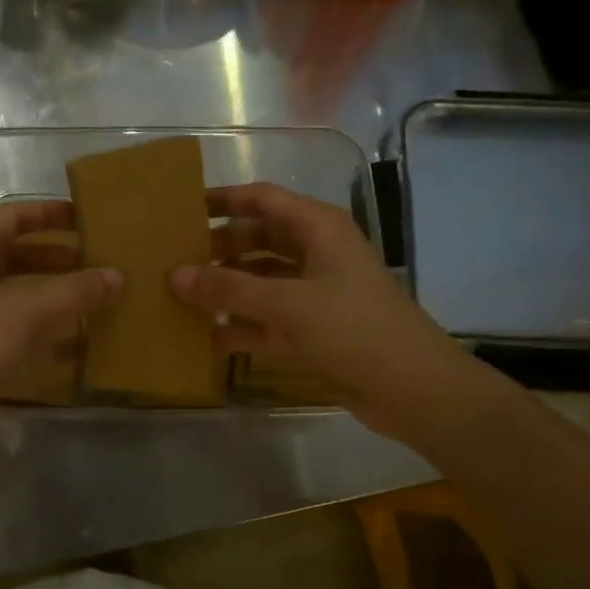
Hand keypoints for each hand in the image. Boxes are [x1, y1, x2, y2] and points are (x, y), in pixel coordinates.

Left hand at [0, 201, 120, 459]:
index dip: (49, 213)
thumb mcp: (26, 312)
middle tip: (97, 261)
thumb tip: (117, 274)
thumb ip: (74, 291)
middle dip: (56, 256)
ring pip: (16, 293)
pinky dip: (43, 330)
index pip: (12, 216)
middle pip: (16, 253)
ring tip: (95, 299)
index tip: (86, 217)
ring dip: (53, 295)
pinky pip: (14, 328)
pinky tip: (77, 344)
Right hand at [169, 183, 477, 442]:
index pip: (262, 199)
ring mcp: (317, 292)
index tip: (182, 208)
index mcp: (318, 228)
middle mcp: (317, 253)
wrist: (416, 389)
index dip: (223, 199)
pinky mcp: (316, 329)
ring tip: (181, 297)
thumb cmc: (354, 330)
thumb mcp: (287, 304)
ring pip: (261, 280)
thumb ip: (228, 289)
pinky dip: (242, 326)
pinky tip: (208, 339)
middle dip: (219, 248)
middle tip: (174, 259)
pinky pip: (269, 318)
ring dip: (227, 288)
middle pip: (259, 239)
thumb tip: (173, 275)